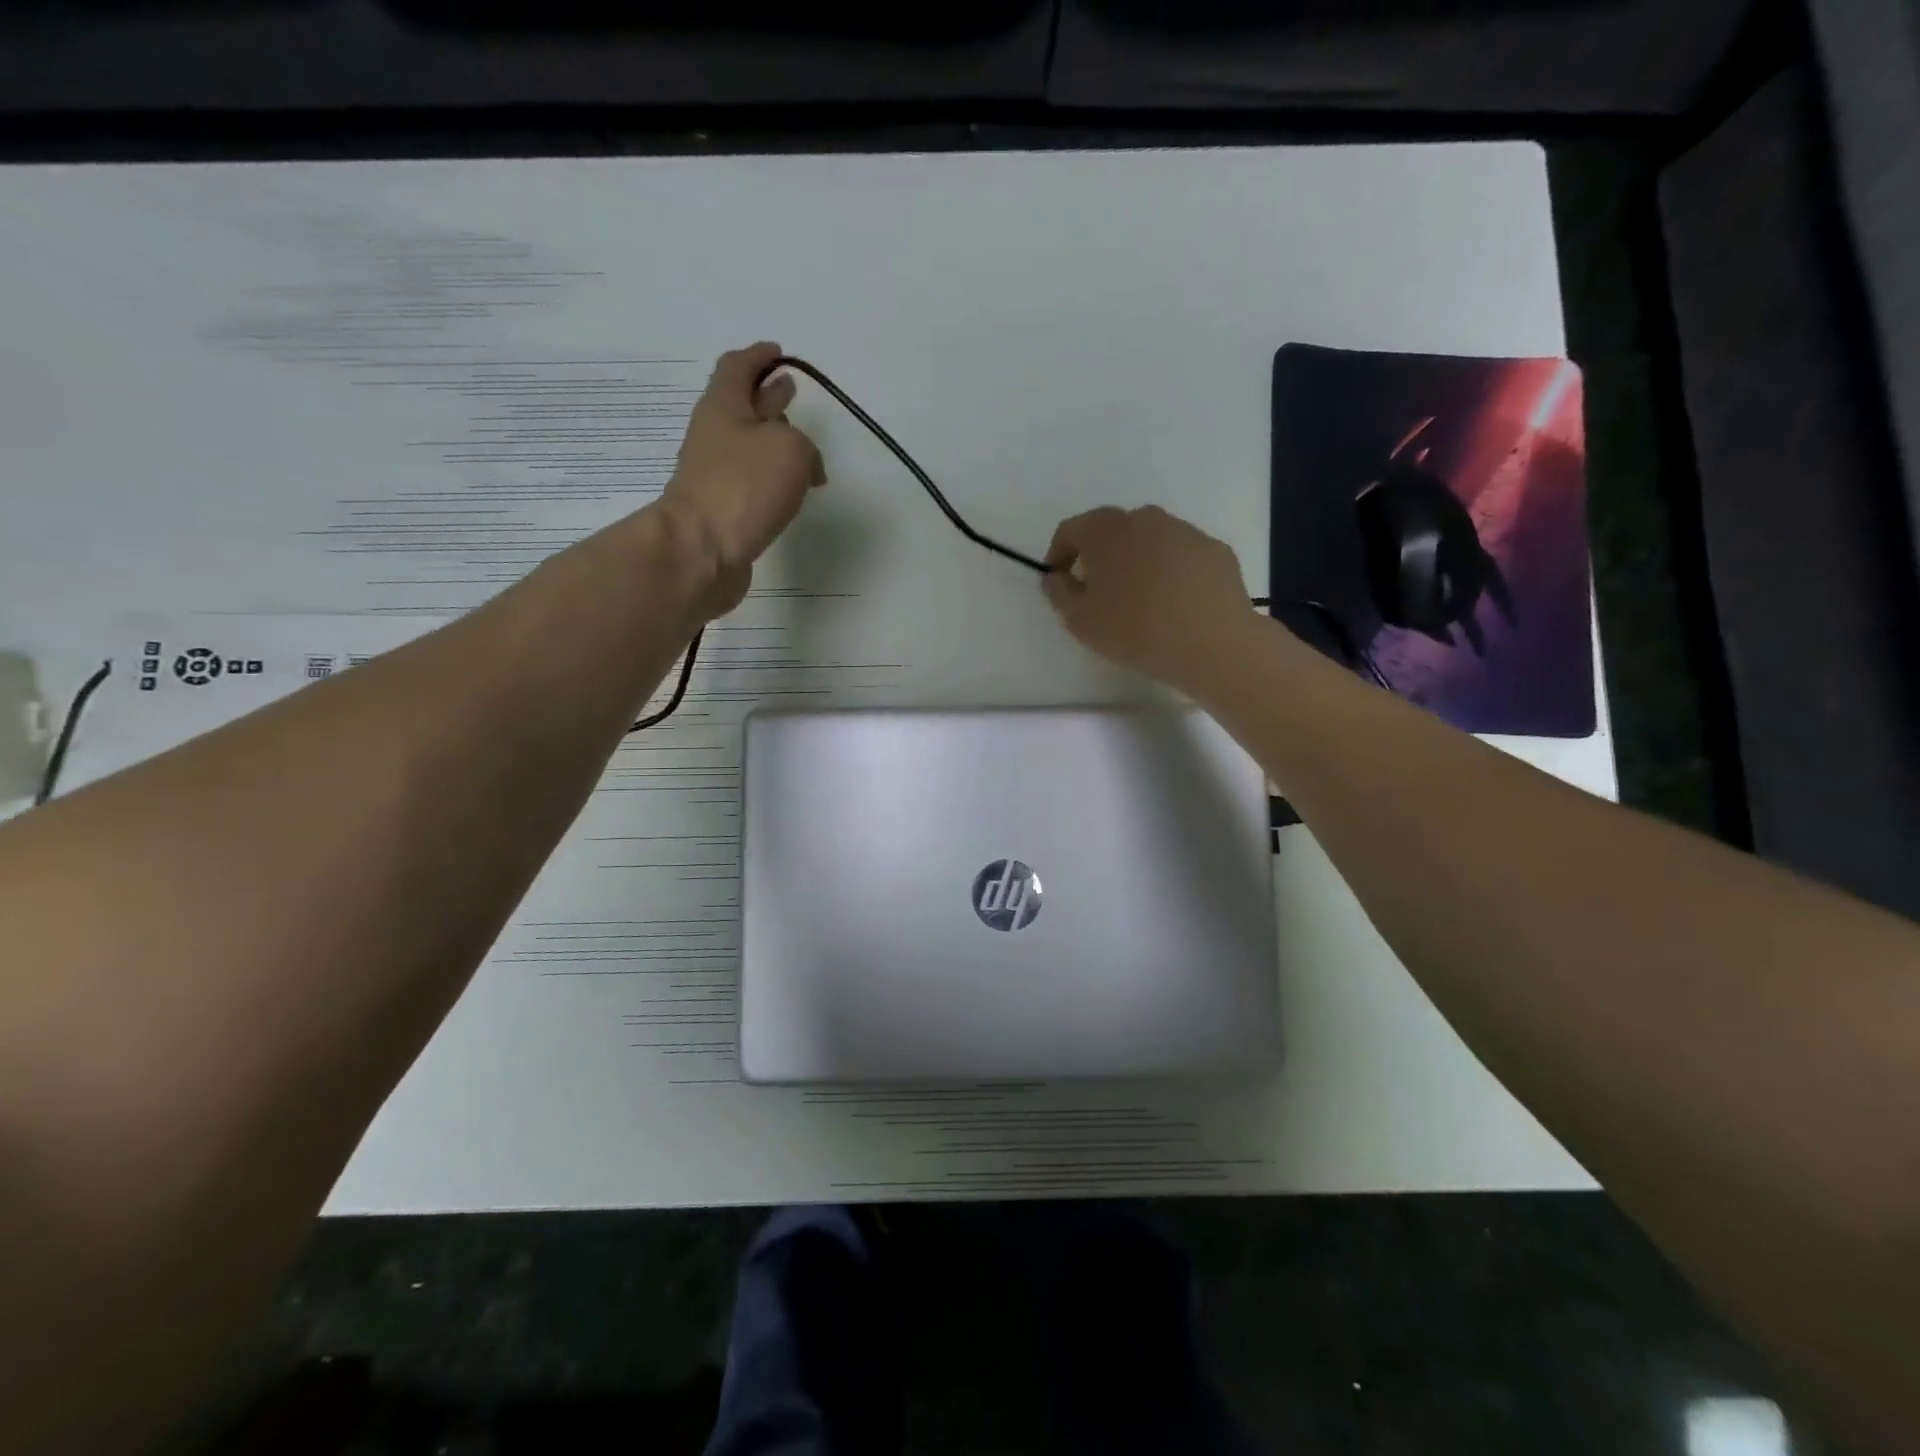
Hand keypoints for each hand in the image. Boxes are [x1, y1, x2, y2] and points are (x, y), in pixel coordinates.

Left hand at [658, 342, 824, 619]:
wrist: (702, 550)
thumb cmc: (744, 487)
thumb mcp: (791, 449)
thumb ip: (805, 446)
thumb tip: (807, 468)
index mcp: (724, 406)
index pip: (738, 367)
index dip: (758, 357)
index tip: (778, 353)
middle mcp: (714, 435)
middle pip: (740, 405)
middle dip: (766, 396)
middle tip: (789, 391)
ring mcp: (715, 474)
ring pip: (747, 446)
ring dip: (772, 439)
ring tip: (799, 443)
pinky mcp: (723, 509)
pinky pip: (751, 481)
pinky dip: (772, 477)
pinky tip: (790, 487)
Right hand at [1042, 505, 1255, 691]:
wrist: (1213, 642)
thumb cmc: (1135, 630)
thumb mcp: (1080, 621)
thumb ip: (1059, 594)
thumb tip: (1056, 577)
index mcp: (1106, 530)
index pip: (1071, 530)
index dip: (1058, 554)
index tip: (1059, 581)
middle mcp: (1145, 518)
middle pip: (1112, 531)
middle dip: (1100, 556)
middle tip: (1098, 592)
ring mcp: (1185, 531)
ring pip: (1150, 541)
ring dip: (1137, 563)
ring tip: (1140, 601)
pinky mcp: (1214, 549)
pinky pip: (1181, 556)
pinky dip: (1171, 572)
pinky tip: (1174, 605)